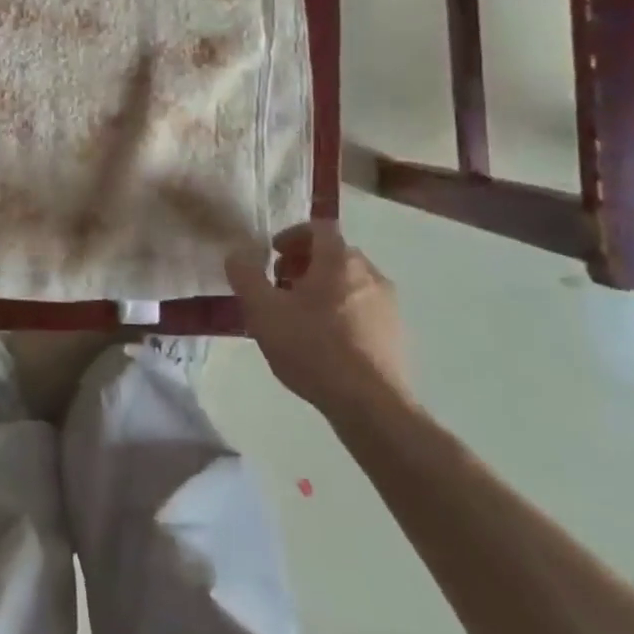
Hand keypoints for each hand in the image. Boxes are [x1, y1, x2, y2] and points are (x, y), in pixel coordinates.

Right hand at [224, 220, 408, 414]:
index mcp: (339, 260)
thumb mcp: (263, 310)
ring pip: (350, 283)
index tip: (273, 255)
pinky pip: (363, 309)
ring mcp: (388, 305)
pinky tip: (324, 342)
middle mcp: (370, 273)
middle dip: (304, 265)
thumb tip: (237, 255)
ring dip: (323, 289)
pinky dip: (341, 313)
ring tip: (299, 318)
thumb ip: (245, 277)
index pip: (318, 228)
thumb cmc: (312, 347)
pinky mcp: (396, 334)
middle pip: (334, 255)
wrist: (370, 405)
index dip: (292, 236)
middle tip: (280, 287)